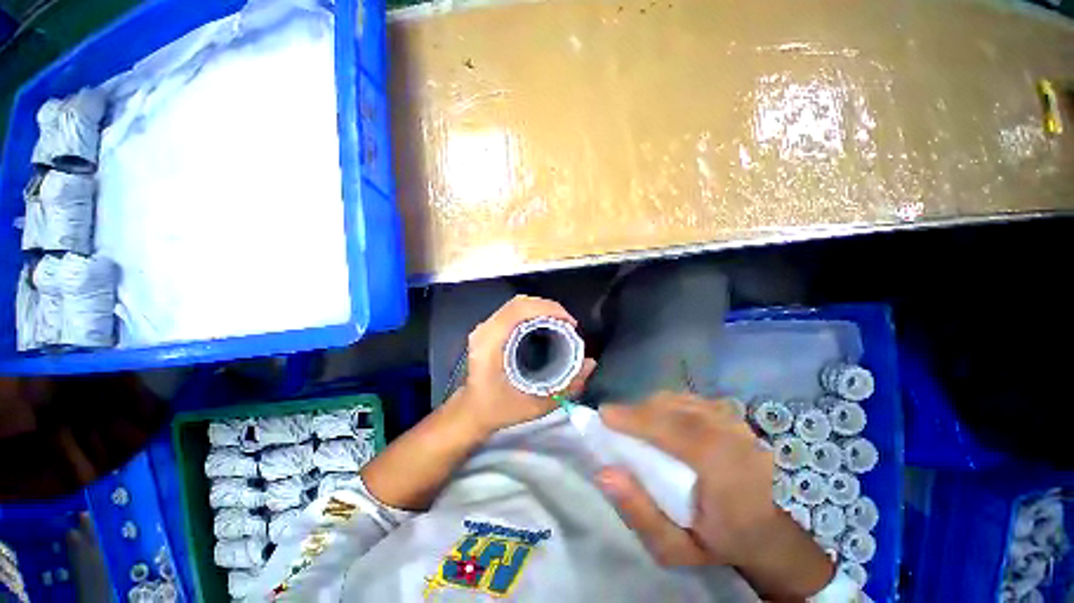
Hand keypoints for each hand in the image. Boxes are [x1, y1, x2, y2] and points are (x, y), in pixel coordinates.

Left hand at [448, 295, 595, 436]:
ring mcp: (485, 327)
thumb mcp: (534, 405)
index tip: (569, 322)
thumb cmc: (498, 410)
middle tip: (569, 323)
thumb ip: (566, 387)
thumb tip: (591, 364)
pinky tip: (545, 324)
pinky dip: (533, 312)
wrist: (471, 412)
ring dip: (542, 308)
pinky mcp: (488, 329)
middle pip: (519, 302)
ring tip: (561, 322)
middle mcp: (485, 330)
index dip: (548, 309)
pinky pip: (513, 311)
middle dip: (549, 307)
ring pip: (516, 304)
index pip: (519, 310)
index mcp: (491, 343)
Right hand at [596, 393, 833, 600]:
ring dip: (651, 407)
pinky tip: (660, 420)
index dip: (637, 419)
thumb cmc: (719, 543)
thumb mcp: (675, 549)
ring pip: (681, 400)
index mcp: (728, 474)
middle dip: (639, 411)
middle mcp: (736, 440)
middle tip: (615, 423)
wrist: (767, 533)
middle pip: (676, 409)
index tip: (605, 415)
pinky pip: (690, 399)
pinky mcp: (733, 415)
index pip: (678, 432)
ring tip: (635, 423)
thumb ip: (640, 514)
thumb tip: (604, 473)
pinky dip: (667, 404)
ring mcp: (737, 423)